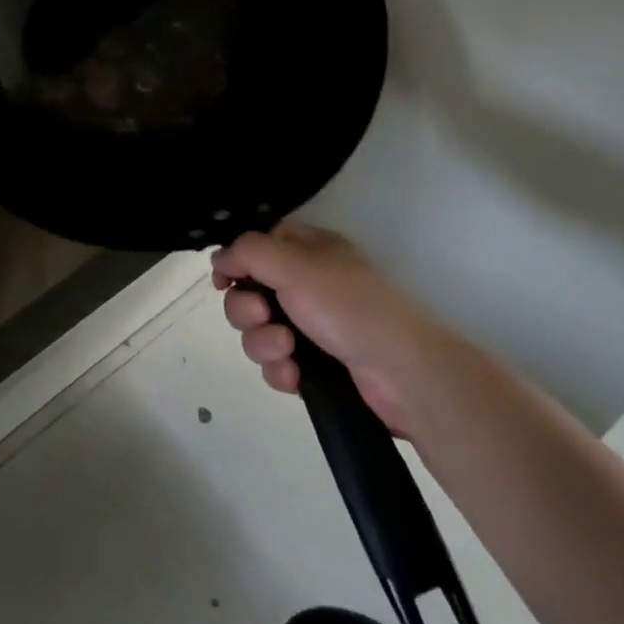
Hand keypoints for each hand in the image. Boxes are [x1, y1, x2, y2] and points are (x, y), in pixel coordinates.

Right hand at [212, 224, 448, 435]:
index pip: (257, 245)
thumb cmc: (348, 306)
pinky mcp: (315, 367)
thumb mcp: (294, 265)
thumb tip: (219, 257)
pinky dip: (279, 370)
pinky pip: (276, 364)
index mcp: (308, 250)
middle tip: (263, 316)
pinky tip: (294, 377)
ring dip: (262, 342)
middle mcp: (307, 284)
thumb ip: (248, 253)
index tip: (223, 280)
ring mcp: (312, 327)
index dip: (235, 261)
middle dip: (246, 308)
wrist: (404, 375)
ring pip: (258, 330)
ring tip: (286, 351)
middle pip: (249, 291)